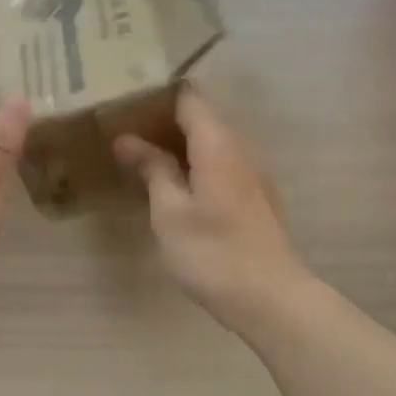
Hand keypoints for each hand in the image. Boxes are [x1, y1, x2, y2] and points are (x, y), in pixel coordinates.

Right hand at [115, 90, 310, 332]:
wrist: (270, 298)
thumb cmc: (212, 252)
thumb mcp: (170, 211)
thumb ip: (152, 169)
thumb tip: (127, 139)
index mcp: (217, 144)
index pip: (188, 98)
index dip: (156, 97)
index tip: (125, 105)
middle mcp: (240, 149)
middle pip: (201, 119)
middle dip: (164, 123)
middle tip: (125, 135)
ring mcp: (254, 174)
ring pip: (212, 145)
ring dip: (180, 148)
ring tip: (143, 161)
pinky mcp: (258, 199)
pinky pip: (222, 167)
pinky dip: (197, 168)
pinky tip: (176, 189)